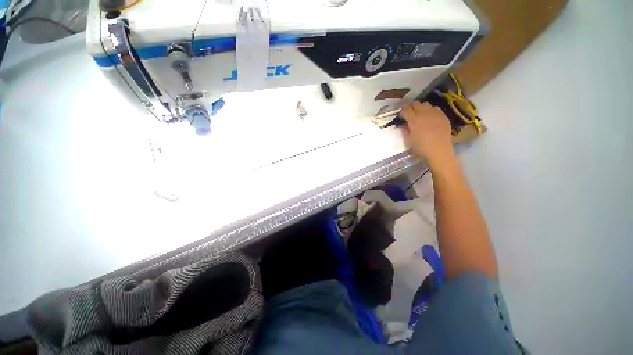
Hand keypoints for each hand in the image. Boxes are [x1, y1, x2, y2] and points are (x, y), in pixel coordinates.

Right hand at [400, 102, 454, 165]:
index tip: (401, 117)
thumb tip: (403, 124)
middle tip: (409, 115)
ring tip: (420, 115)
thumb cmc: (421, 147)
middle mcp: (424, 113)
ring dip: (420, 108)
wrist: (439, 151)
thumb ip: (404, 130)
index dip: (401, 112)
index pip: (405, 109)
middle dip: (410, 108)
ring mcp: (435, 113)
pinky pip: (435, 108)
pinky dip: (430, 111)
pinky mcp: (443, 115)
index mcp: (414, 120)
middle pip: (415, 103)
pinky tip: (430, 118)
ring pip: (425, 104)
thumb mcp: (408, 140)